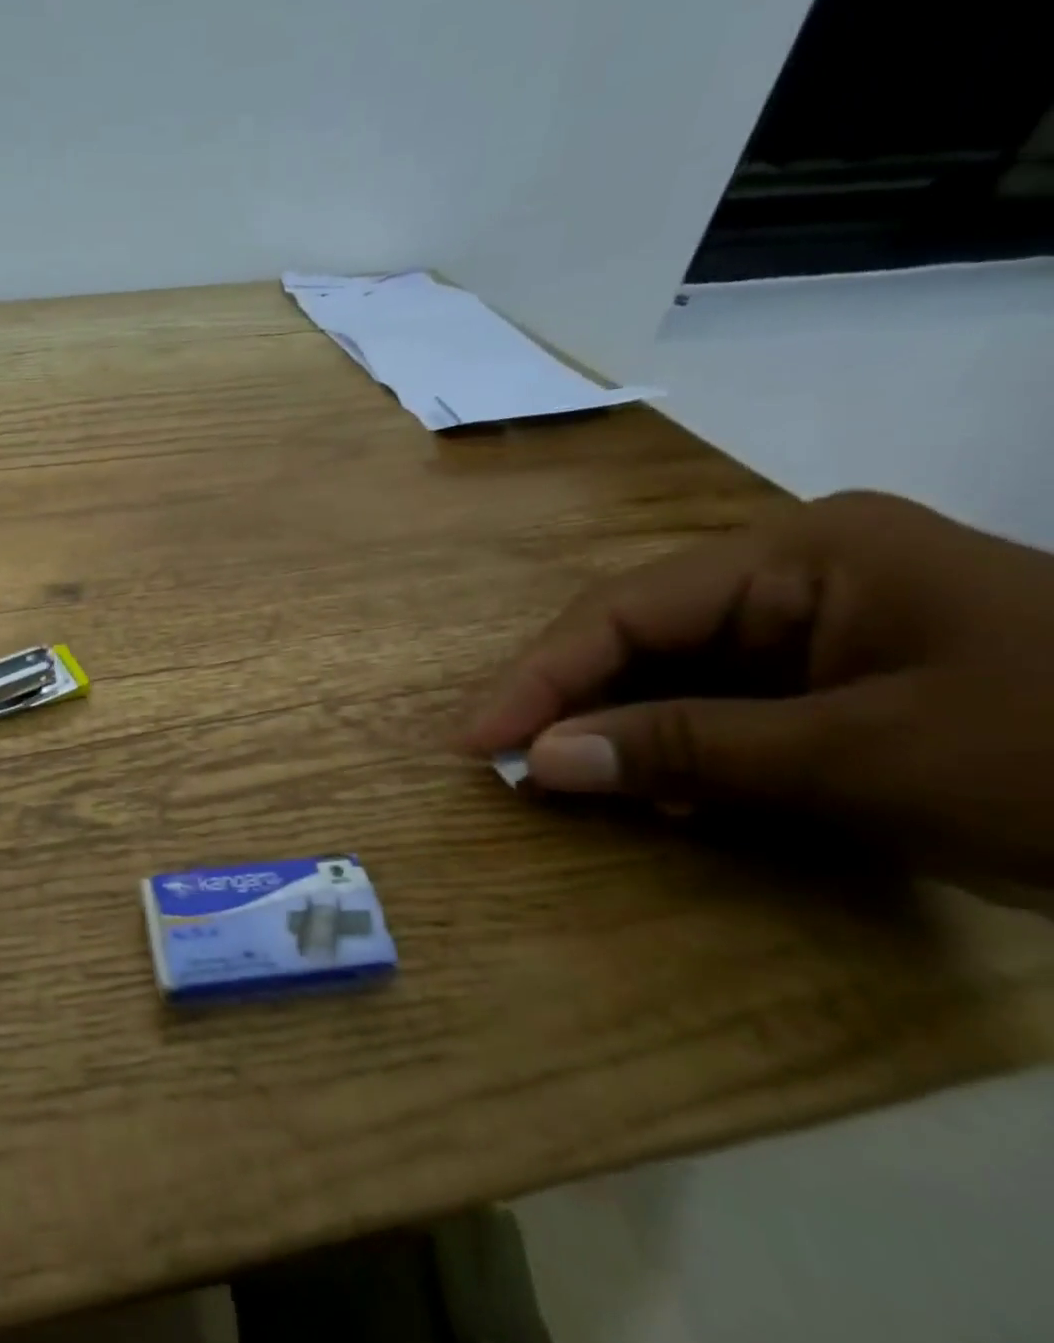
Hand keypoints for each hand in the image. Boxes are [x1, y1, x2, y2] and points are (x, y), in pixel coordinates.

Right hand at [462, 492, 1053, 883]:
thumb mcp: (868, 759)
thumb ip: (688, 750)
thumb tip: (541, 761)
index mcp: (800, 555)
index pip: (624, 611)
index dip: (538, 677)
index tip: (474, 741)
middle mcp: (791, 574)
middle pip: (635, 635)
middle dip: (567, 700)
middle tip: (504, 762)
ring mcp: (813, 624)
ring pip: (667, 672)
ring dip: (616, 728)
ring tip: (560, 777)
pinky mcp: (830, 677)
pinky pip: (715, 704)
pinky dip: (675, 748)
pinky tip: (655, 787)